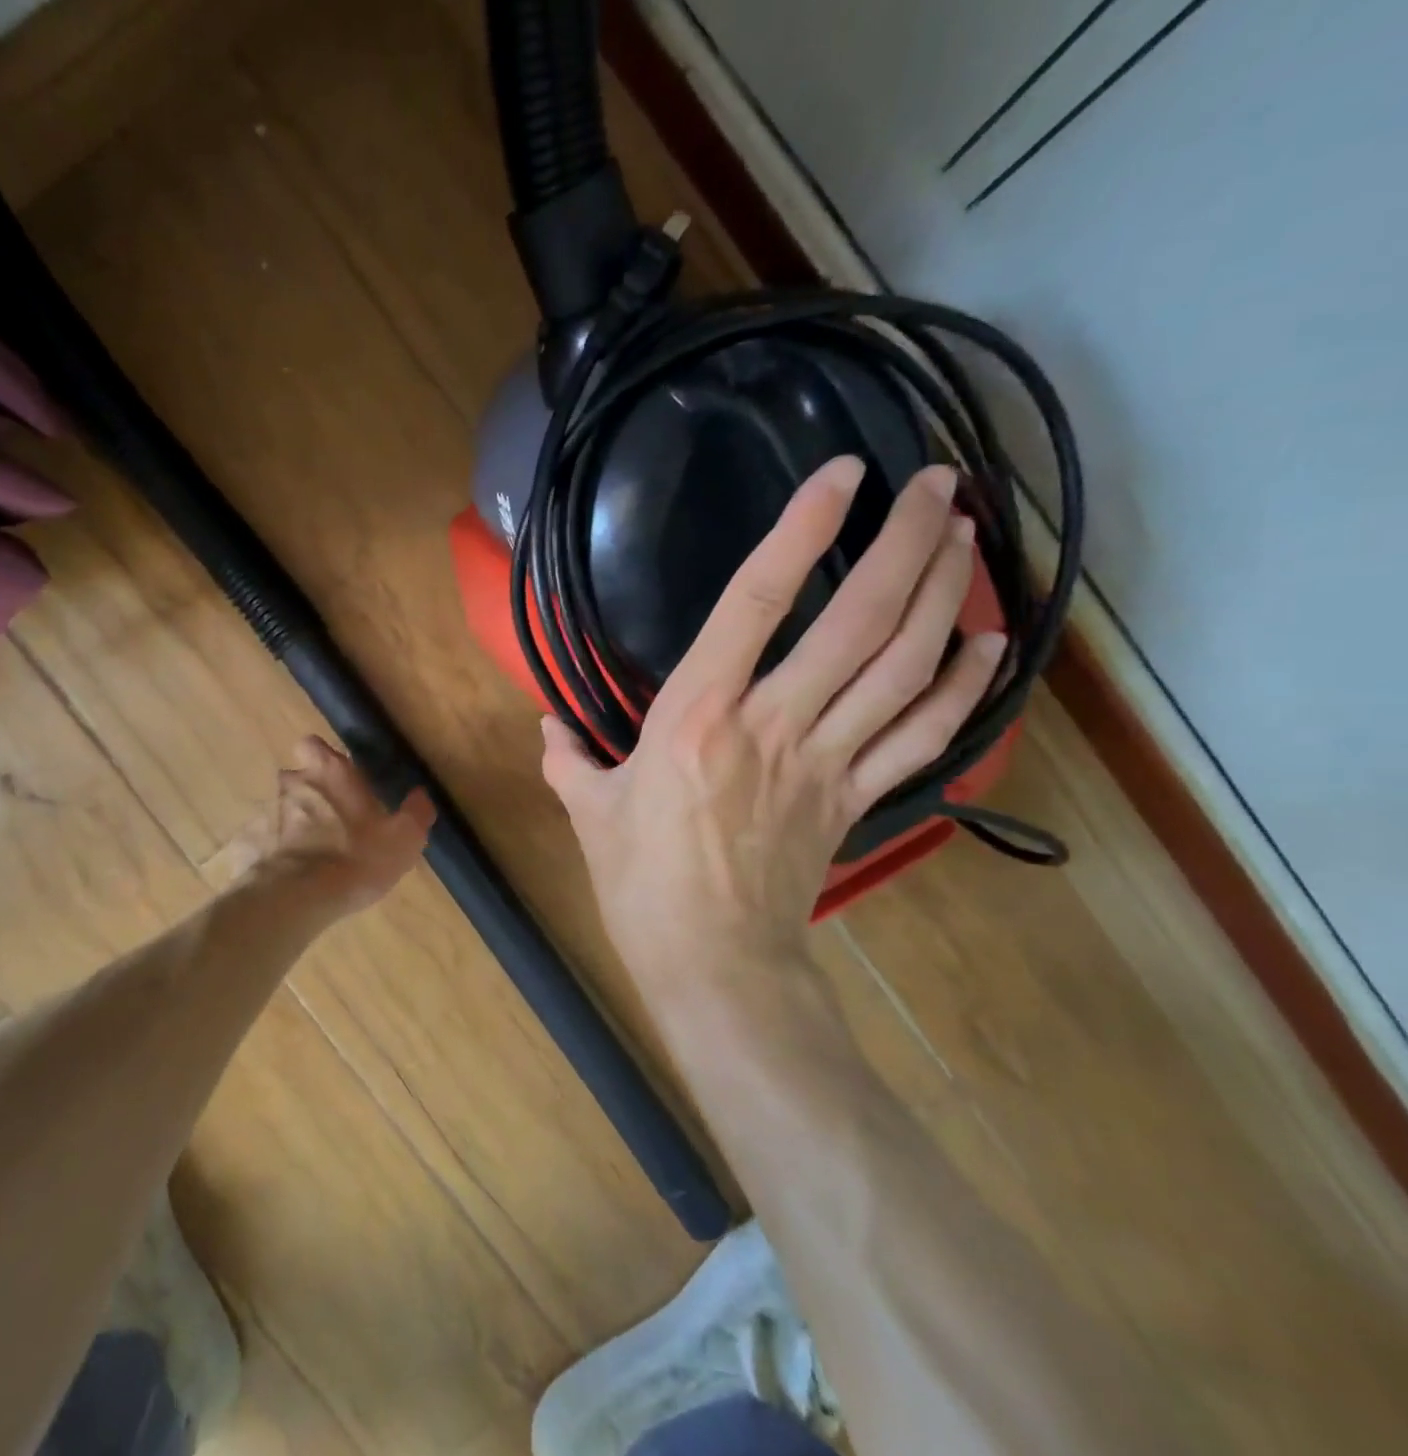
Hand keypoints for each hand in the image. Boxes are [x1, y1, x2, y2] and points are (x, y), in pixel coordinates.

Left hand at [227, 737, 433, 918]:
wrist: (296, 899)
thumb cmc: (356, 857)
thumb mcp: (404, 838)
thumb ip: (415, 813)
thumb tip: (420, 796)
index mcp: (329, 772)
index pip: (313, 744)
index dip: (324, 758)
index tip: (339, 778)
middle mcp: (292, 784)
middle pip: (297, 779)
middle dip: (311, 795)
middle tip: (333, 823)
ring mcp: (265, 814)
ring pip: (280, 811)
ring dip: (294, 826)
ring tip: (315, 857)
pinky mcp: (248, 846)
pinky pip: (265, 843)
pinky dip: (276, 854)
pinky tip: (292, 877)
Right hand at [541, 456, 1005, 1006]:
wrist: (713, 963)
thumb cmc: (640, 883)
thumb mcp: (589, 812)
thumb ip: (568, 759)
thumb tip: (549, 729)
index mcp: (696, 717)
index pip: (755, 604)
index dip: (800, 531)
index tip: (841, 474)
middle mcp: (772, 725)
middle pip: (858, 623)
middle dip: (906, 544)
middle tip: (940, 482)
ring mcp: (825, 762)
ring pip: (902, 668)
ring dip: (941, 596)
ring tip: (965, 535)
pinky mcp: (856, 799)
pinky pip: (921, 737)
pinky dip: (959, 687)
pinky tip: (982, 643)